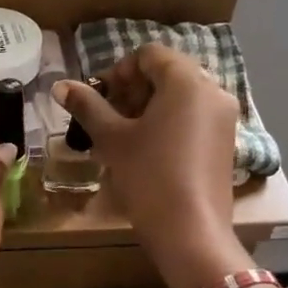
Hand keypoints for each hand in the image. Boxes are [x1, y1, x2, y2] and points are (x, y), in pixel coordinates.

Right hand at [54, 46, 251, 287]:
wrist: (191, 233)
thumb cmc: (149, 176)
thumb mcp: (113, 139)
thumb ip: (87, 106)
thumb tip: (61, 85)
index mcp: (187, 81)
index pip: (149, 55)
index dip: (119, 71)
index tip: (101, 99)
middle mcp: (213, 91)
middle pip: (168, 73)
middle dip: (134, 90)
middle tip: (109, 117)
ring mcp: (224, 118)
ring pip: (182, 97)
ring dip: (150, 107)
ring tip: (125, 136)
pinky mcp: (227, 143)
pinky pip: (194, 118)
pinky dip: (170, 123)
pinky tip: (149, 151)